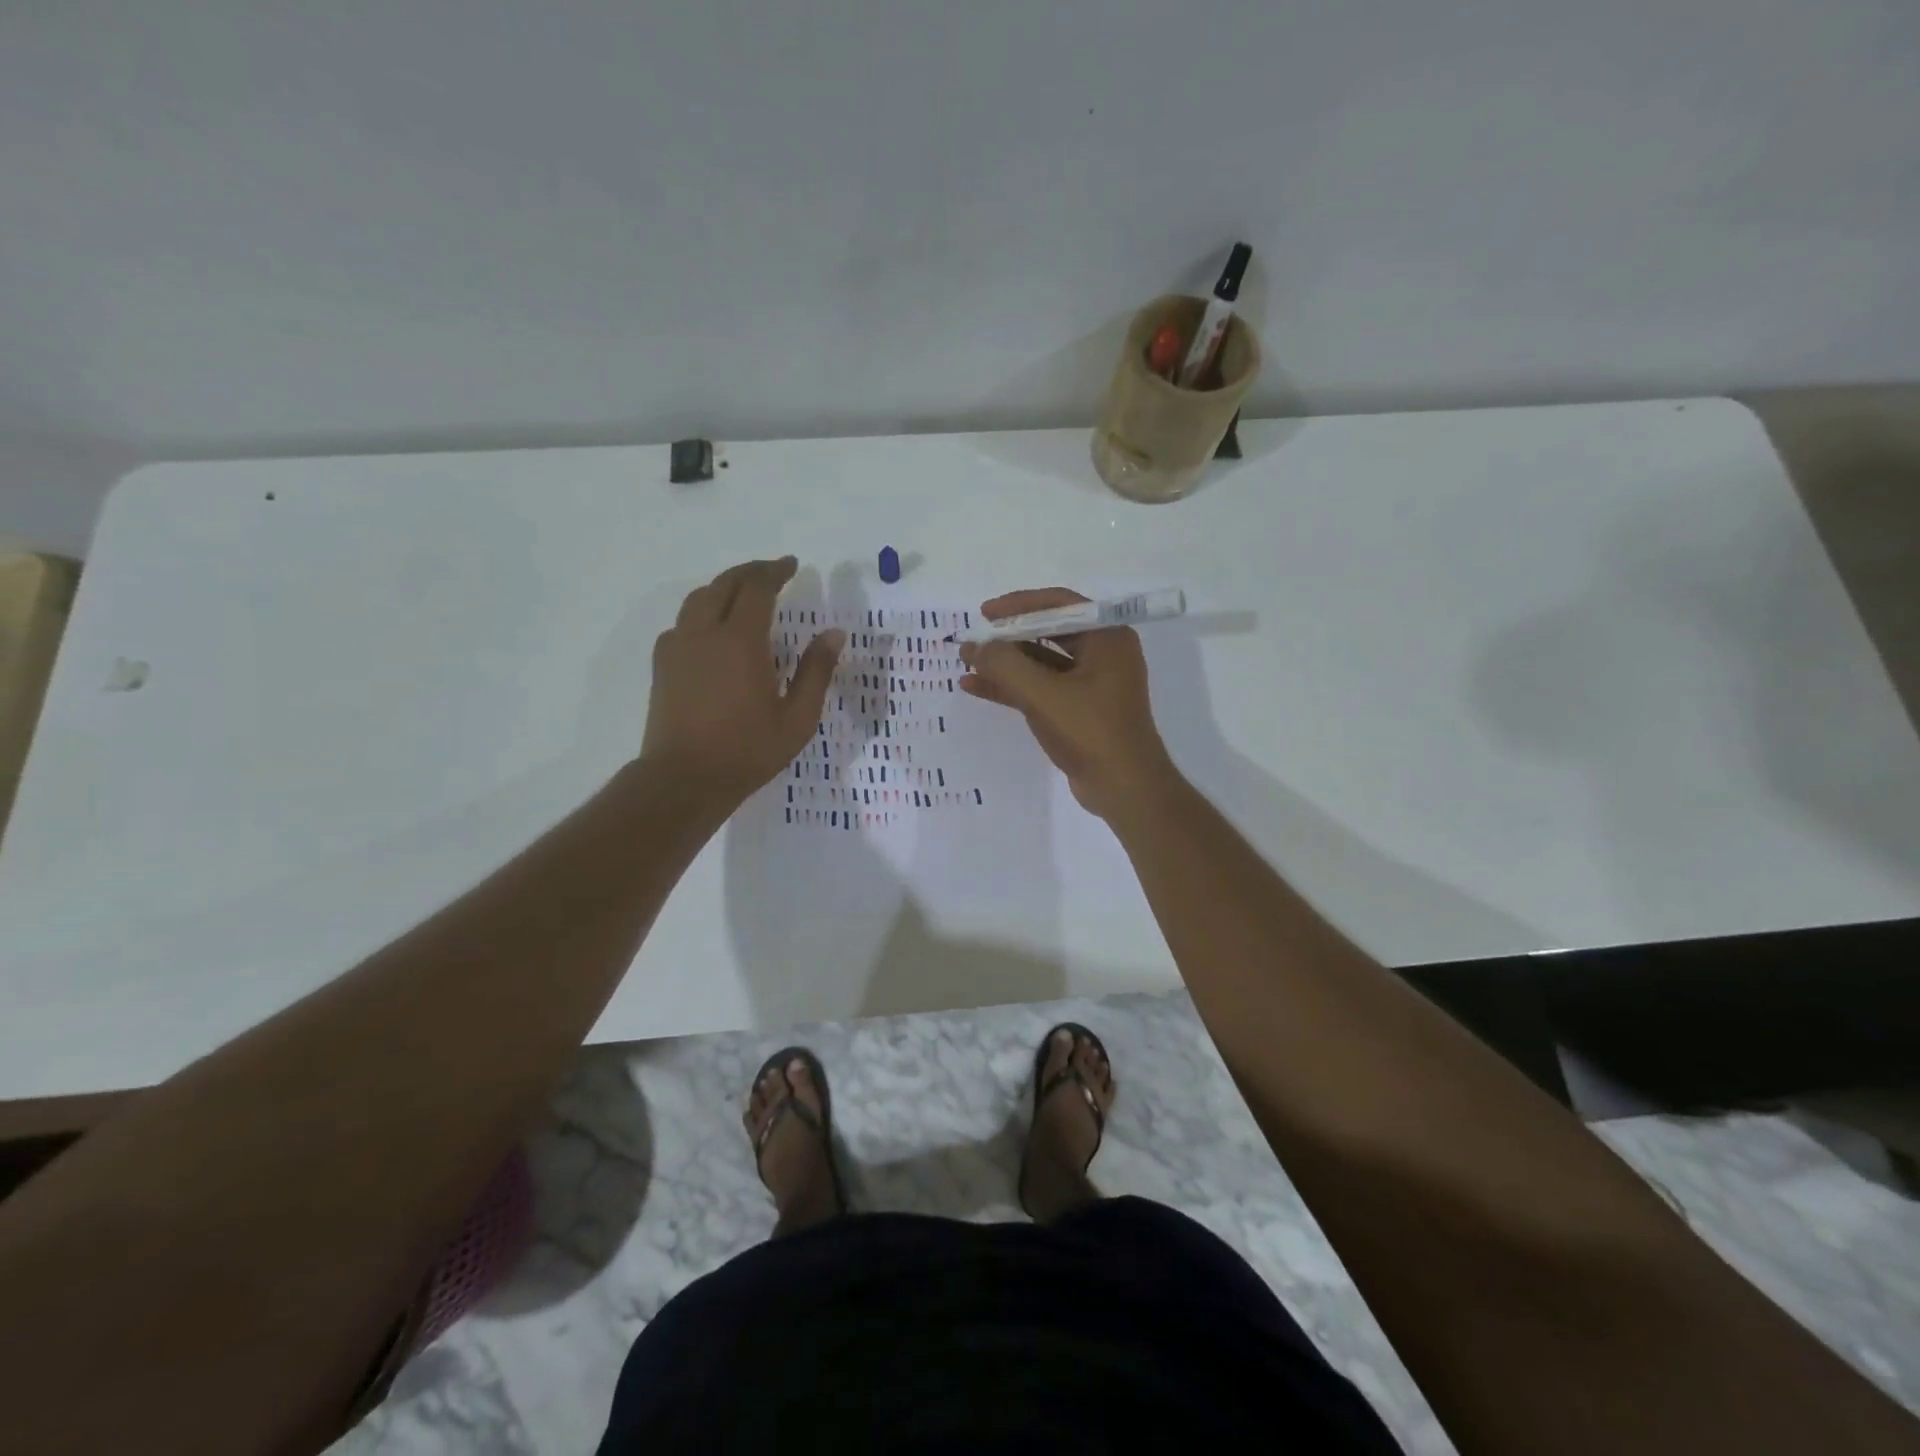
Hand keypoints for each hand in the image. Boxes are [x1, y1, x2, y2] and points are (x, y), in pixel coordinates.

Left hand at [641, 557, 843, 810]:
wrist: (683, 779)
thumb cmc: (747, 751)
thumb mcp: (797, 718)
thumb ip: (816, 672)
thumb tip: (834, 634)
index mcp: (741, 641)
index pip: (757, 588)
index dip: (775, 571)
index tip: (791, 565)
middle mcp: (705, 633)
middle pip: (724, 584)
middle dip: (750, 572)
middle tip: (772, 572)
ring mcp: (678, 647)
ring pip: (698, 598)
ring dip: (723, 587)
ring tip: (743, 594)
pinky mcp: (663, 664)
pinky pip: (682, 622)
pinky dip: (702, 612)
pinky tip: (712, 630)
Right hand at [959, 588, 1178, 820]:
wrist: (1125, 789)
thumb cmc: (1091, 732)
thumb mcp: (1043, 695)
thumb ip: (1005, 666)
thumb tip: (974, 646)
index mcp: (1107, 637)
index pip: (1059, 604)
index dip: (1018, 605)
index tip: (984, 614)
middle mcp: (1103, 653)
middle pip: (1048, 631)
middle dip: (1008, 637)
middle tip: (974, 639)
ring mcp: (1092, 683)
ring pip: (1042, 662)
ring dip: (1005, 663)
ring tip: (966, 663)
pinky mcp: (1080, 709)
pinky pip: (1042, 688)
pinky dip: (1012, 687)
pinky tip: (976, 688)